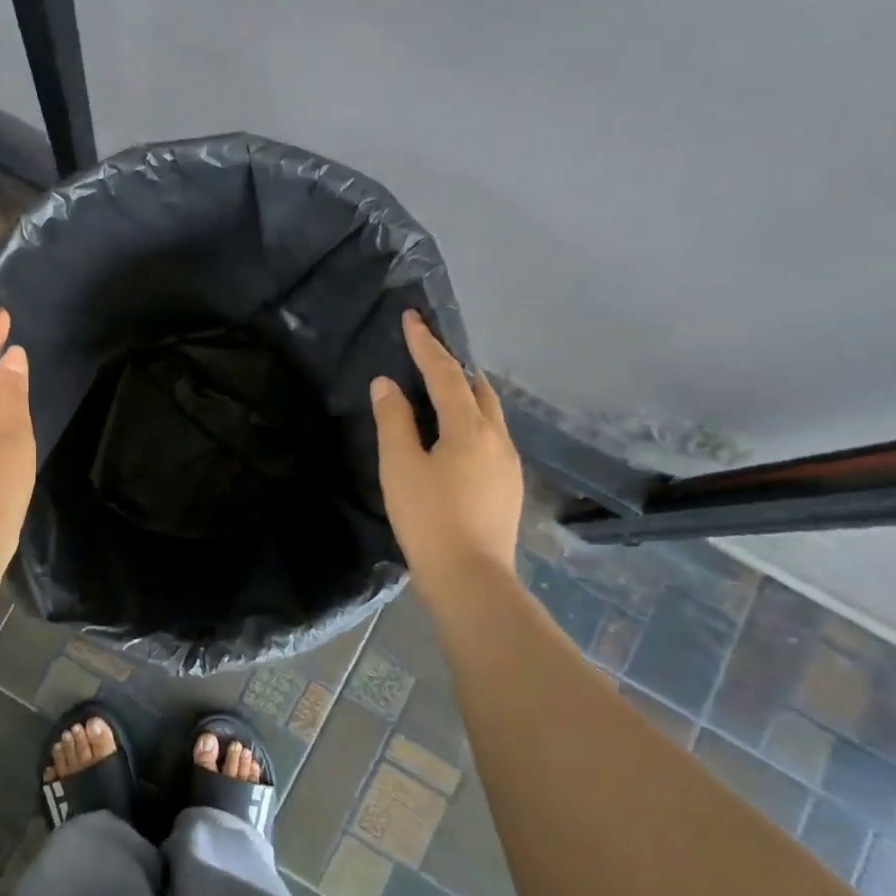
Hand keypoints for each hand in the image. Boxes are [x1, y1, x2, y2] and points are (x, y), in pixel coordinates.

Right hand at [370, 310, 523, 583]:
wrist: (471, 578)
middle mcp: (497, 437)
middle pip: (477, 388)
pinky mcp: (508, 486)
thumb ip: (393, 420)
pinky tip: (456, 438)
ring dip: (465, 394)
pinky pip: (491, 436)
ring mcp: (508, 463)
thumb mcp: (399, 466)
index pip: (445, 373)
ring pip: (489, 413)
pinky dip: (471, 421)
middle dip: (452, 366)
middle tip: (426, 355)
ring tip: (441, 391)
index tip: (412, 317)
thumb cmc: (428, 518)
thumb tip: (387, 383)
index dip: (425, 344)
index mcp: (469, 427)